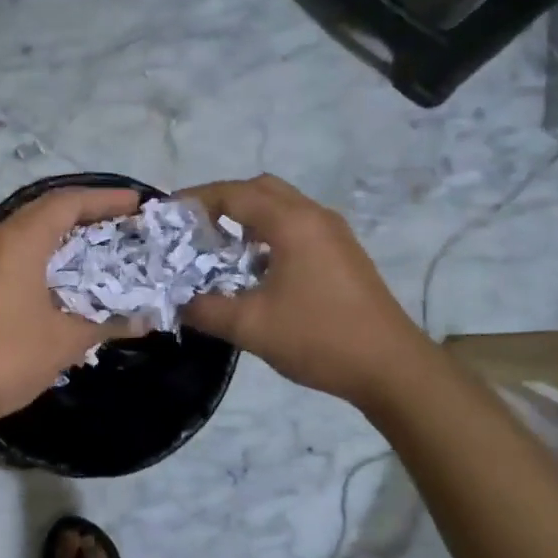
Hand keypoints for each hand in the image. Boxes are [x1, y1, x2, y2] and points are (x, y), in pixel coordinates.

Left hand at [0, 187, 140, 423]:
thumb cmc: (8, 355)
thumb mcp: (65, 340)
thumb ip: (107, 323)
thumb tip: (145, 321)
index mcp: (21, 239)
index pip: (68, 202)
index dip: (105, 199)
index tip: (137, 203)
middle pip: (48, 210)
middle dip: (87, 212)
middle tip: (123, 223)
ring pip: (29, 229)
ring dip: (64, 232)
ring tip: (99, 244)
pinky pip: (15, 250)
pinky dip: (45, 252)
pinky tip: (65, 273)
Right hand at [180, 175, 426, 407]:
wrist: (390, 367)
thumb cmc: (319, 338)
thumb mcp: (250, 326)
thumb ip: (205, 309)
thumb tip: (177, 302)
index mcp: (291, 223)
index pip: (233, 193)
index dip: (196, 199)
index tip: (167, 215)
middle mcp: (314, 216)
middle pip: (260, 189)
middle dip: (222, 202)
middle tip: (193, 229)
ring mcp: (333, 233)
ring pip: (281, 207)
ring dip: (247, 219)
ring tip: (218, 249)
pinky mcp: (343, 253)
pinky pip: (297, 226)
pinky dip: (268, 234)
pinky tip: (255, 269)